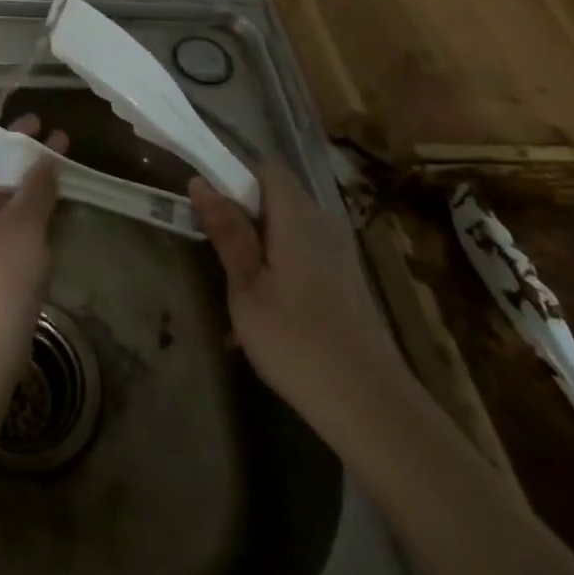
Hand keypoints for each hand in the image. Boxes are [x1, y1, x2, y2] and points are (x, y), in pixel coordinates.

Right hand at [190, 162, 406, 432]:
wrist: (372, 407)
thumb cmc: (296, 341)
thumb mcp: (246, 287)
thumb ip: (227, 232)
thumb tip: (201, 182)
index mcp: (297, 216)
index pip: (266, 168)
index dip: (234, 175)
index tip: (207, 204)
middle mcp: (323, 222)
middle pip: (276, 196)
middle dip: (242, 213)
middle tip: (214, 250)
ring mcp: (339, 252)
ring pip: (288, 227)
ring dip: (258, 244)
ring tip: (235, 287)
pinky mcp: (346, 279)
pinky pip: (304, 252)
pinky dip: (279, 265)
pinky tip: (265, 310)